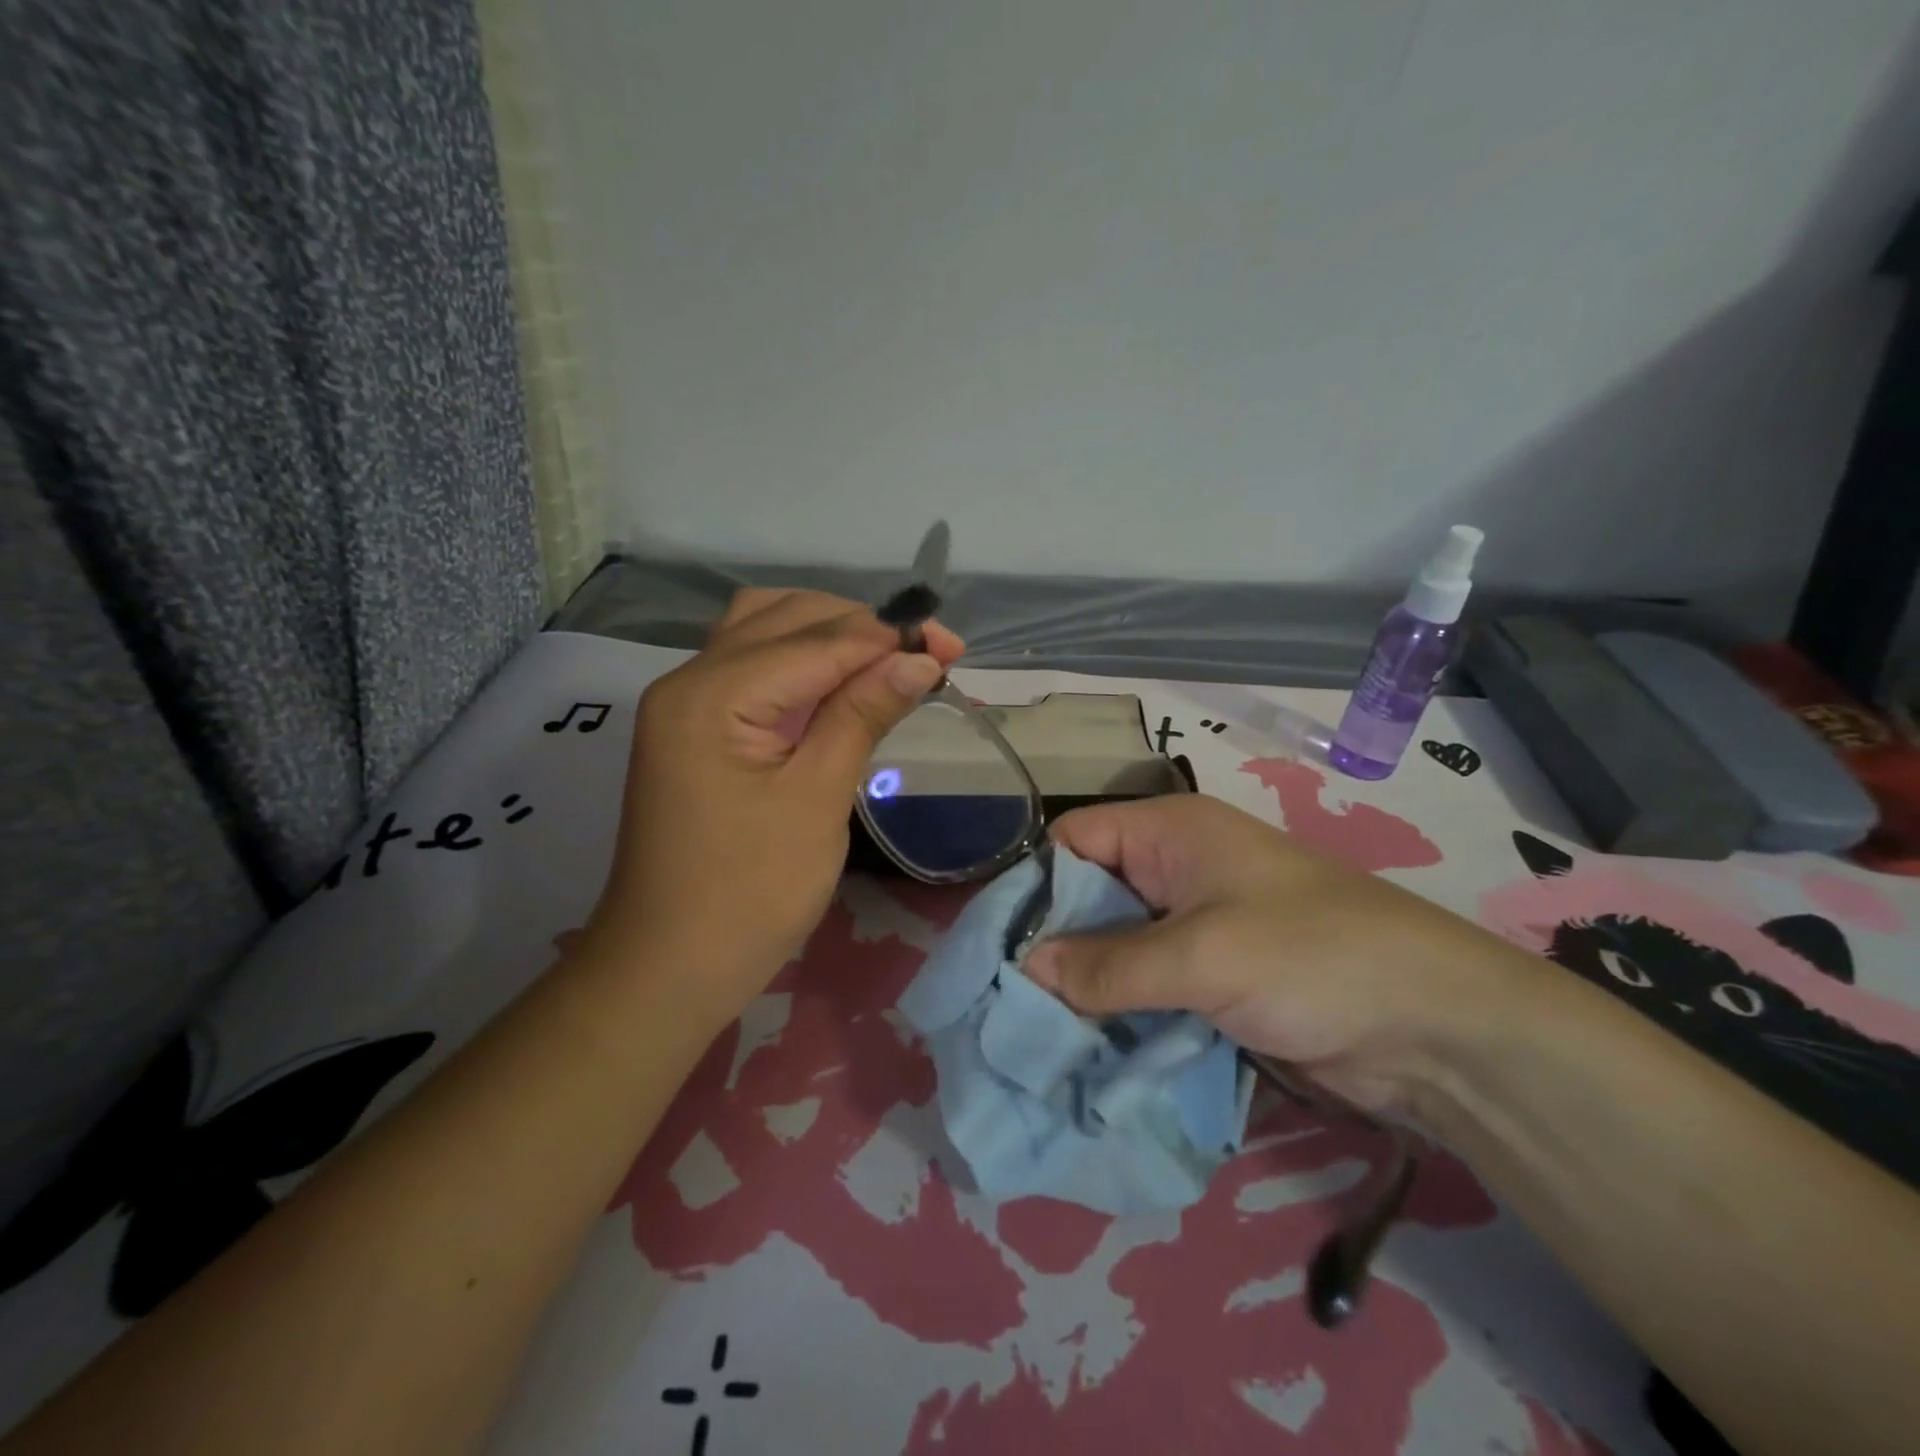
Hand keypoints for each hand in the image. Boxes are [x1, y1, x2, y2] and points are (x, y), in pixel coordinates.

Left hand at [591, 589, 963, 1015]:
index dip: (888, 638)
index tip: (951, 648)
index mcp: (712, 693)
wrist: (669, 967)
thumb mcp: (817, 798)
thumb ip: (862, 714)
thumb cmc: (749, 894)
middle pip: (786, 618)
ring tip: (888, 663)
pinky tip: (842, 684)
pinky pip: (753, 669)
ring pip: (765, 633)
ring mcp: (686, 703)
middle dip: (862, 628)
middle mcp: (689, 679)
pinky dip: (803, 664)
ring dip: (830, 636)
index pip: (815, 640)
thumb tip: (919, 659)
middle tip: (927, 656)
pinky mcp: (695, 728)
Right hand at [1024, 794, 1536, 1113]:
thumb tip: (1027, 970)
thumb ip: (1110, 965)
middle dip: (1051, 945)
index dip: (1033, 884)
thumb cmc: (1311, 957)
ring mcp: (1194, 927)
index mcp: (1169, 833)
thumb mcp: (1202, 956)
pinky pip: (1145, 987)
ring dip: (1082, 988)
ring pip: (1114, 949)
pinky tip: (1082, 1050)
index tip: (993, 943)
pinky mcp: (1210, 978)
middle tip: (999, 1000)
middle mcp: (1173, 870)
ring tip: (1029, 1034)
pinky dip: (1117, 1013)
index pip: (1072, 840)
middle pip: (1088, 897)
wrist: (1435, 1029)